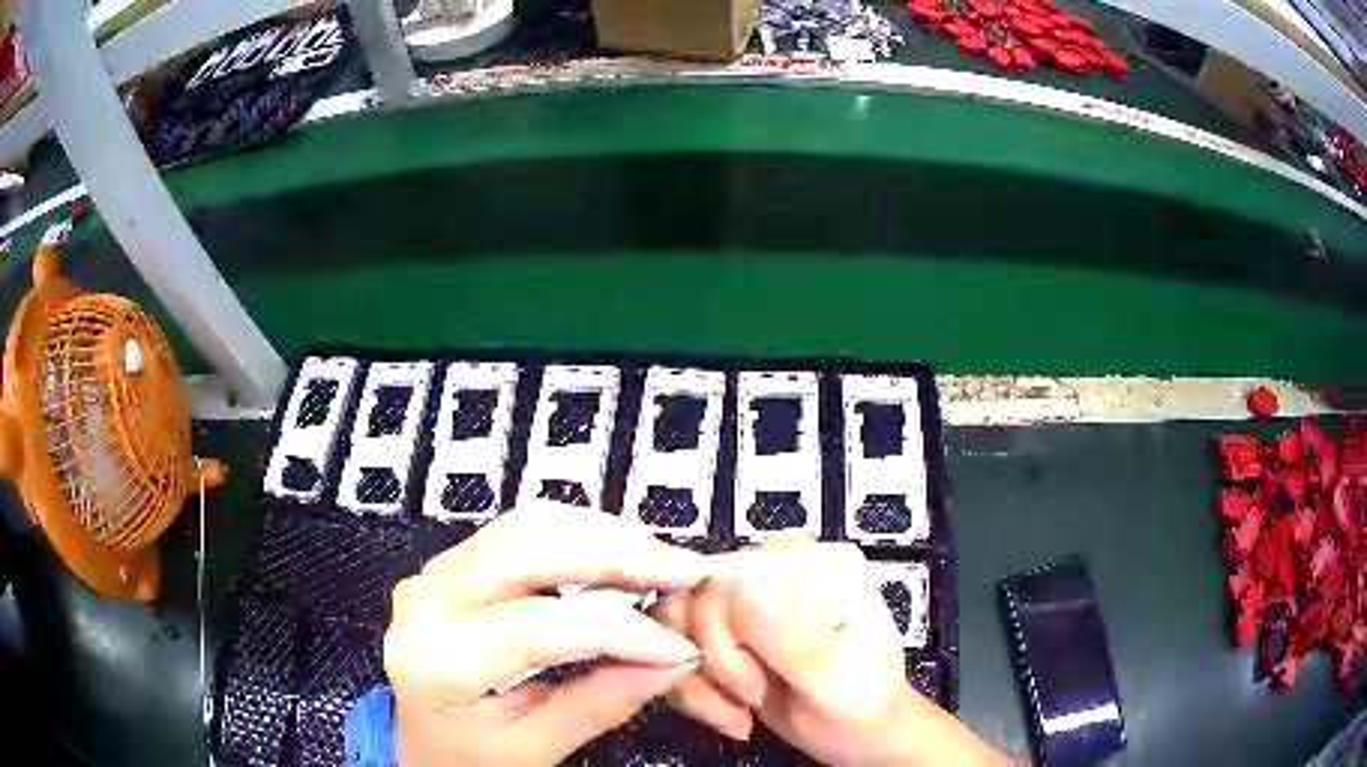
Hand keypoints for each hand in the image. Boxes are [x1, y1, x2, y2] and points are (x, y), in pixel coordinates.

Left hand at [384, 502, 709, 765]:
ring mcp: (432, 574)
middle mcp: (425, 601)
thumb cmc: (469, 757)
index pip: (538, 628)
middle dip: (615, 552)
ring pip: (523, 525)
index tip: (681, 644)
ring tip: (659, 561)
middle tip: (684, 570)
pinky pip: (516, 532)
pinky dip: (574, 535)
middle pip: (526, 549)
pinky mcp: (448, 565)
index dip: (620, 630)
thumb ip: (602, 702)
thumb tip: (676, 661)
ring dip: (600, 535)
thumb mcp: (534, 748)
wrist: (418, 743)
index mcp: (439, 662)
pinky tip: (614, 554)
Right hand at [656, 535, 1012, 766]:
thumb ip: (796, 641)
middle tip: (750, 700)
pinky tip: (732, 715)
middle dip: (711, 666)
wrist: (862, 737)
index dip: (719, 638)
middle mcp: (773, 571)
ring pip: (675, 626)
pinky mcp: (729, 634)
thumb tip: (740, 588)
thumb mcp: (838, 685)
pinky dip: (694, 691)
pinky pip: (677, 649)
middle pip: (690, 600)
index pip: (724, 576)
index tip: (753, 686)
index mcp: (811, 566)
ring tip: (740, 714)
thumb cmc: (863, 711)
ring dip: (697, 683)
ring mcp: (748, 602)